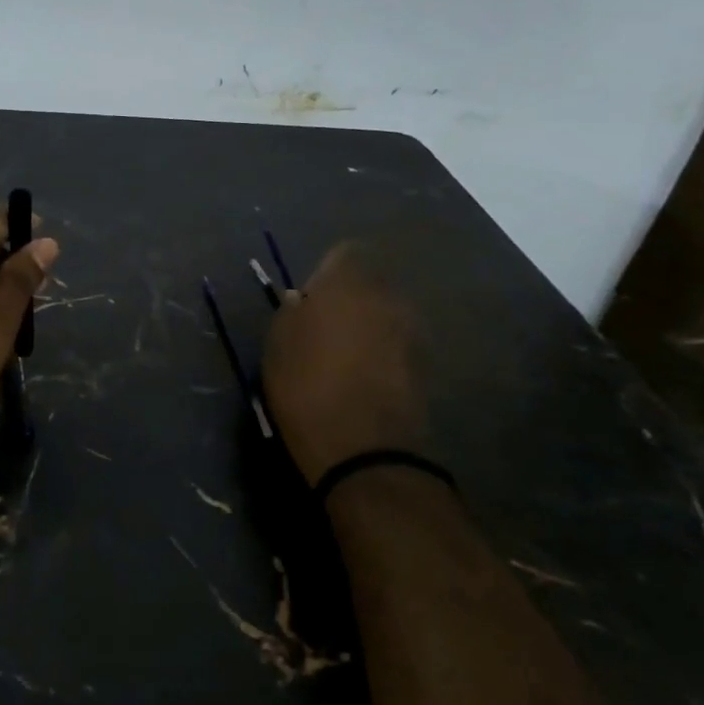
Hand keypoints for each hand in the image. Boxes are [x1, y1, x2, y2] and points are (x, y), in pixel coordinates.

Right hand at [262, 241, 424, 485]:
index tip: (306, 300)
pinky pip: (396, 346)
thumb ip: (292, 312)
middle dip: (348, 300)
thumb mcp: (277, 344)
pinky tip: (361, 380)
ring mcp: (412, 332)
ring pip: (384, 316)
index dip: (323, 274)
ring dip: (367, 328)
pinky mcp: (425, 366)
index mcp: (349, 283)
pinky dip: (381, 355)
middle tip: (321, 329)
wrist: (364, 450)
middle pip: (368, 285)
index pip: (343, 254)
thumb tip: (303, 301)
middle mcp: (388, 298)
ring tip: (341, 358)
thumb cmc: (306, 386)